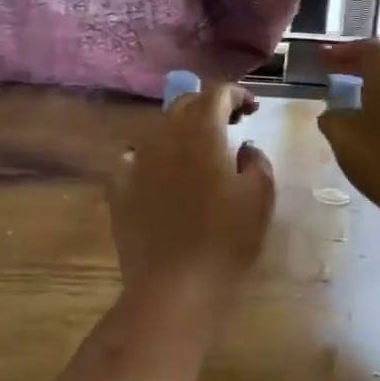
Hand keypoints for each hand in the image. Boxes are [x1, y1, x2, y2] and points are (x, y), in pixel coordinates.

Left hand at [108, 84, 274, 312]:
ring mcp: (138, 161)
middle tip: (231, 124)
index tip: (252, 109)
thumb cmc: (226, 239)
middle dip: (210, 106)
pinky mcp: (120, 188)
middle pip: (186, 104)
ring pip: (160, 128)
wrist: (174, 287)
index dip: (236, 94)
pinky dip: (153, 155)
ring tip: (200, 149)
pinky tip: (163, 171)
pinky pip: (135, 158)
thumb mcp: (259, 197)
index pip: (217, 93)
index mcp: (202, 133)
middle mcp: (165, 137)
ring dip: (183, 129)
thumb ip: (256, 161)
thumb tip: (243, 148)